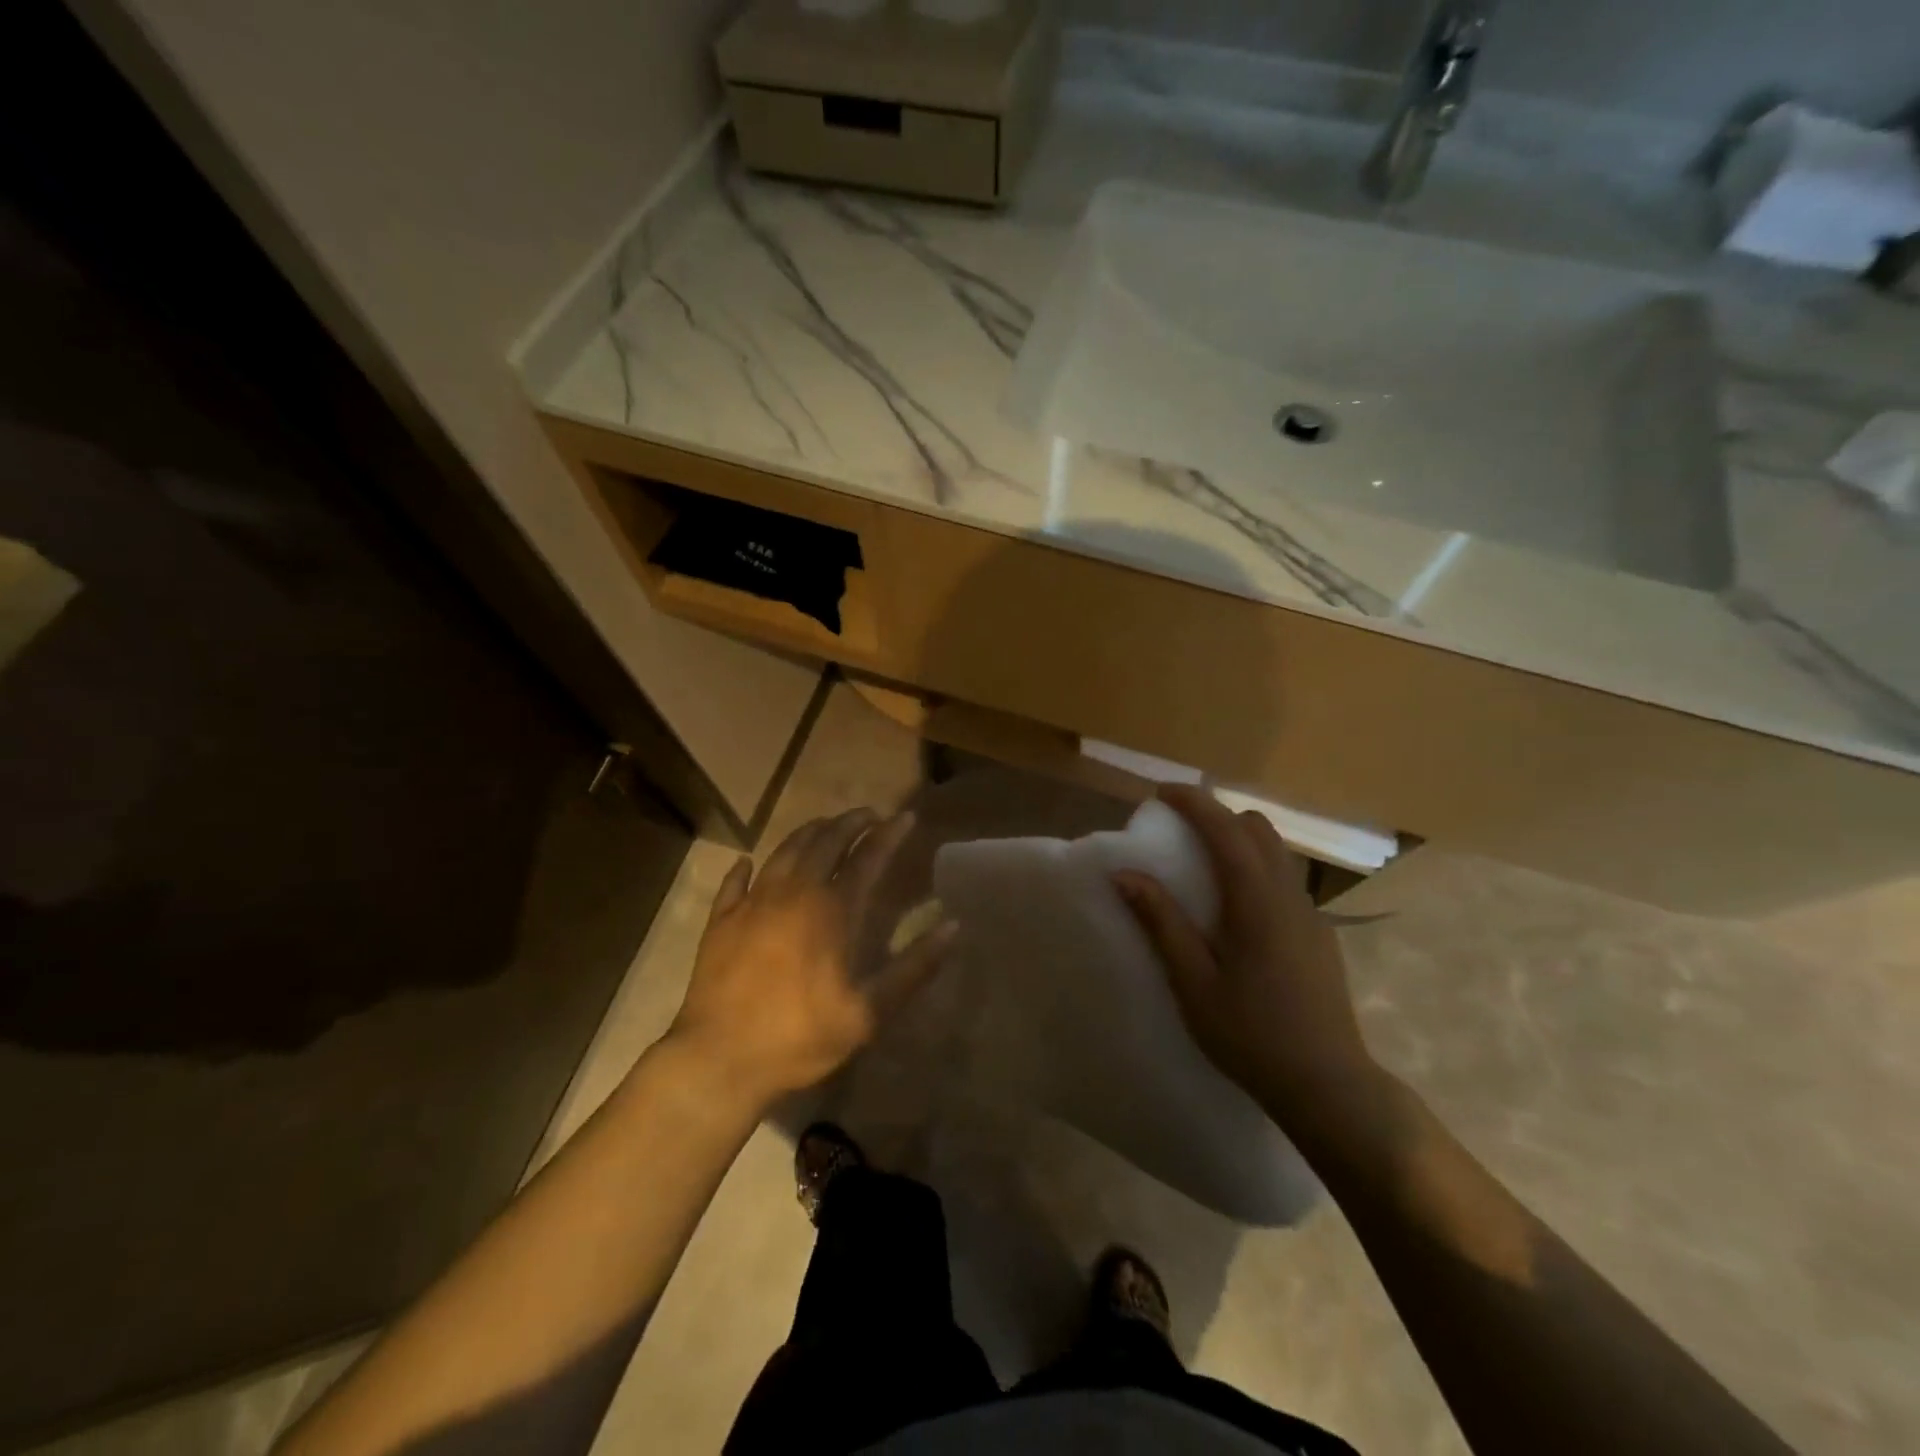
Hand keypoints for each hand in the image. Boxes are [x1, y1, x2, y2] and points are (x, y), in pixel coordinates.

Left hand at [669, 807, 955, 1111]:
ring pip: (784, 851)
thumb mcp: (868, 1013)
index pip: (867, 857)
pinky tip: (748, 862)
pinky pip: (735, 882)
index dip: (889, 834)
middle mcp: (793, 893)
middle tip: (868, 815)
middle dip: (850, 823)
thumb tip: (953, 927)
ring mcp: (753, 903)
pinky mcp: (722, 920)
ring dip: (809, 833)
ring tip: (824, 826)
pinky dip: (745, 867)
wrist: (719, 1058)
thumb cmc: (800, 1036)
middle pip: (825, 842)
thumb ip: (913, 968)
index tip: (905, 817)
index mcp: (832, 910)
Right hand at [1113, 785, 1377, 1135]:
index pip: (1225, 829)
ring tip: (1203, 862)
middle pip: (1257, 829)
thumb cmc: (1250, 1034)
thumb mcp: (1192, 981)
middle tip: (1179, 829)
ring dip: (1239, 839)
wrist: (1328, 1086)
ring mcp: (1310, 914)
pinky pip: (1285, 879)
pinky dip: (1256, 866)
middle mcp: (1288, 895)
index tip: (1160, 792)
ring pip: (1276, 852)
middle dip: (1217, 815)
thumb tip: (1124, 874)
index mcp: (1256, 901)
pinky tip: (1237, 906)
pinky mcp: (1319, 935)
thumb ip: (1161, 921)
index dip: (1193, 802)